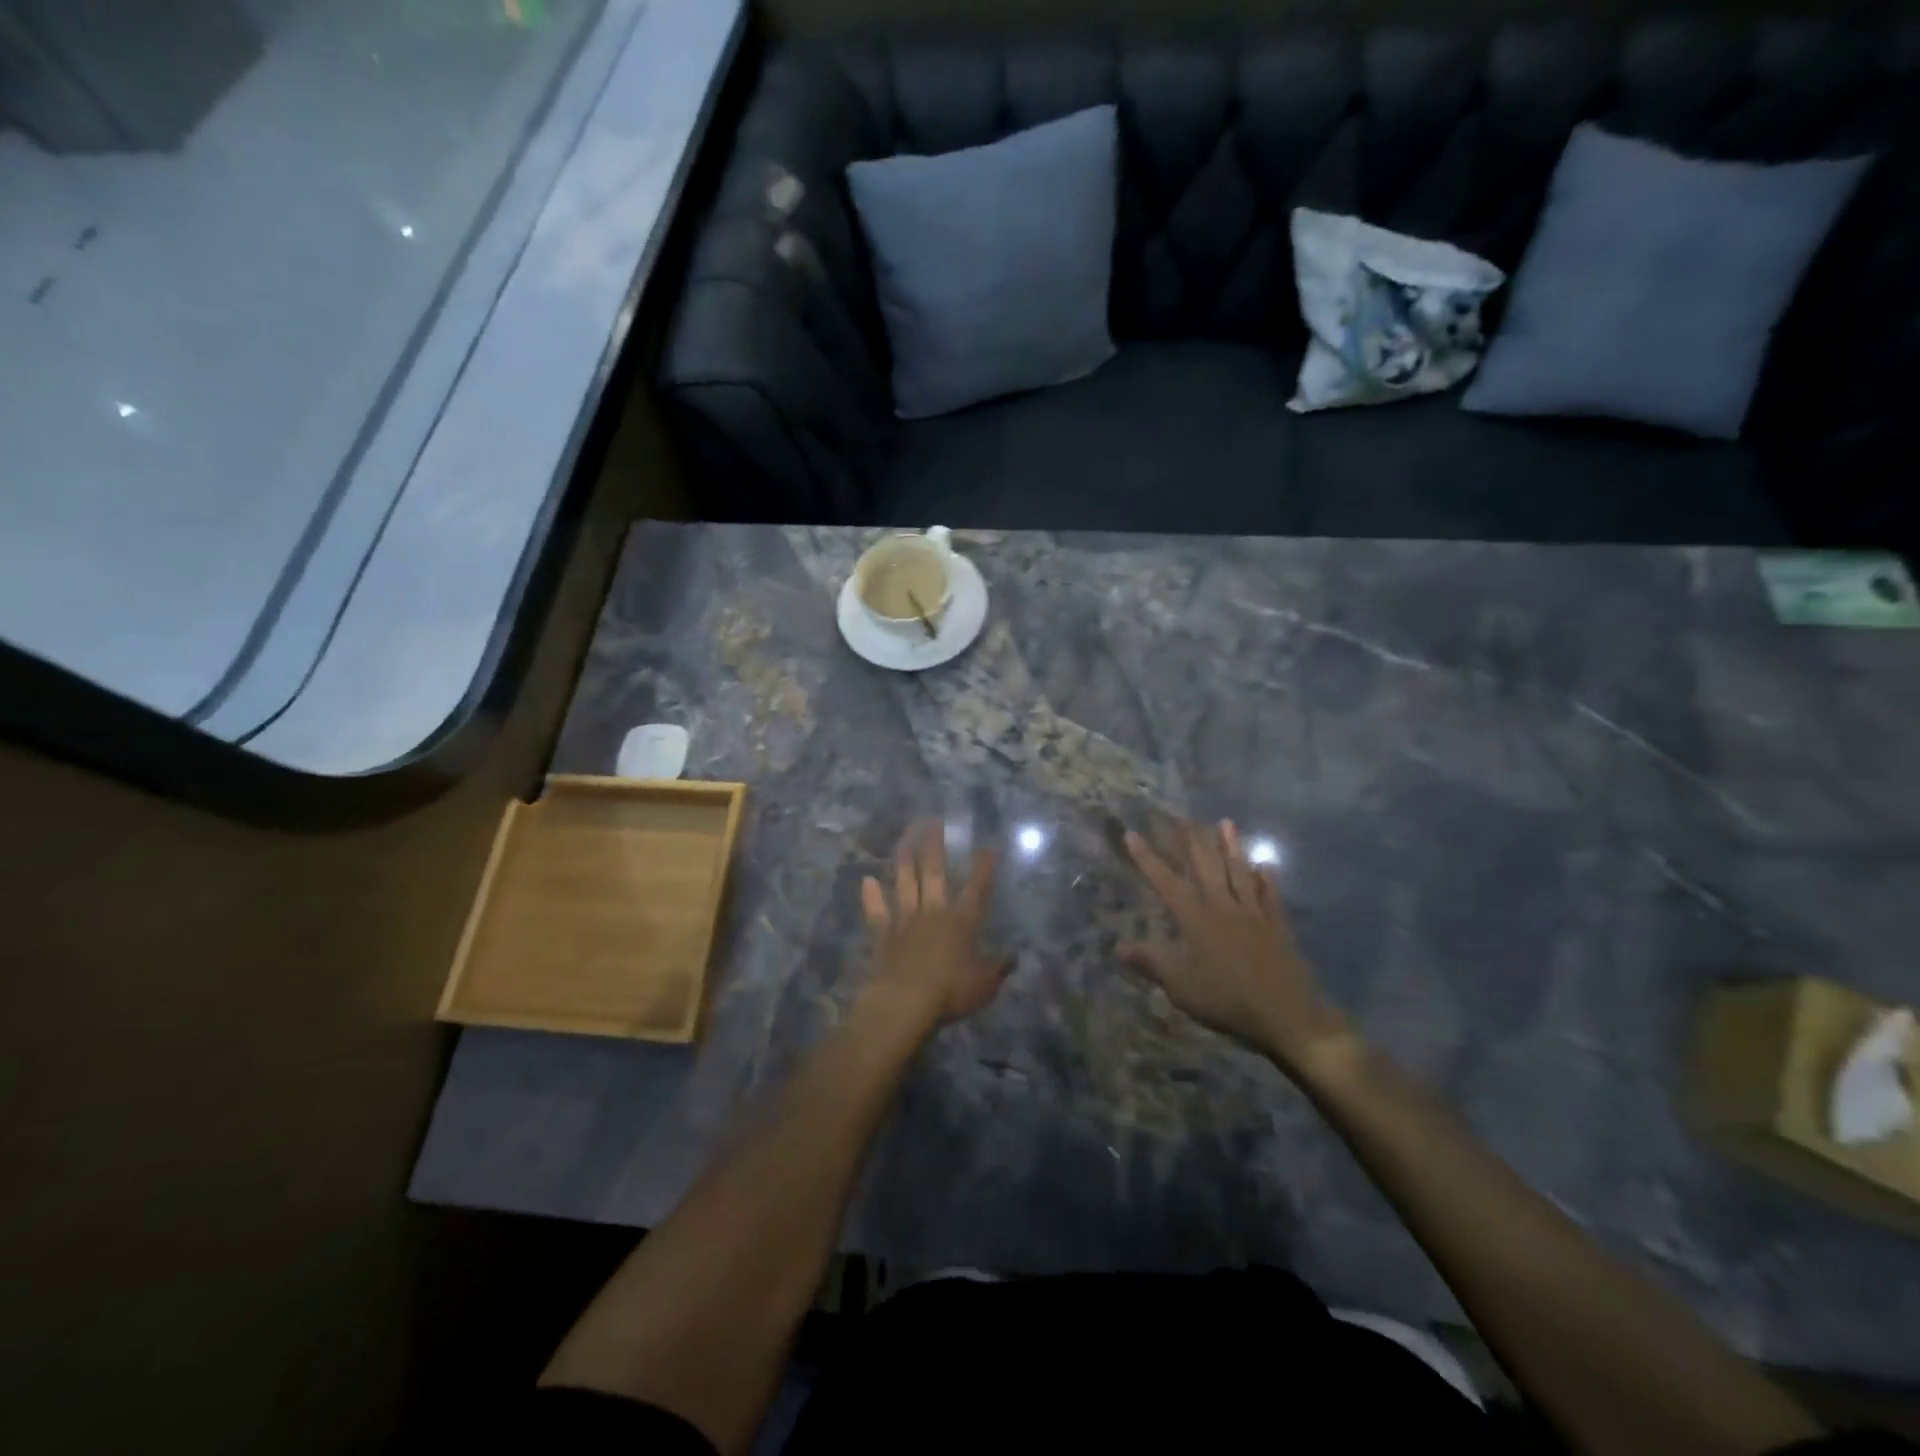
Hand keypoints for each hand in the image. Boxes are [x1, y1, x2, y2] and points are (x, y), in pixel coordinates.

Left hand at [860, 821, 1011, 1029]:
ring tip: (904, 836)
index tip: (989, 845)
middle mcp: (933, 913)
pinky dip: (872, 896)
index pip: (977, 888)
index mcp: (962, 922)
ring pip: (904, 883)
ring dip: (904, 859)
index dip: (984, 866)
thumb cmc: (950, 992)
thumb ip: (998, 968)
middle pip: (933, 873)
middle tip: (932, 820)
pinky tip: (867, 880)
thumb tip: (1013, 957)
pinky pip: (877, 911)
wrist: (904, 1003)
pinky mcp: (883, 936)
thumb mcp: (985, 984)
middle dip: (934, 845)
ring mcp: (905, 921)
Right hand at [1122, 820, 1355, 1075]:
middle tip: (1181, 817)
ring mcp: (1253, 913)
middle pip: (1205, 865)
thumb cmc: (1225, 998)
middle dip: (1190, 840)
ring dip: (1230, 846)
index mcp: (1195, 918)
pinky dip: (1266, 879)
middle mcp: (1223, 906)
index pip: (1166, 881)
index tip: (1132, 834)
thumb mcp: (1179, 984)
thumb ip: (1150, 961)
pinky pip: (1270, 895)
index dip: (1147, 858)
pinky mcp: (1277, 926)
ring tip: (1225, 823)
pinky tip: (1264, 867)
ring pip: (1239, 871)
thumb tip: (1118, 946)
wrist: (1285, 1014)